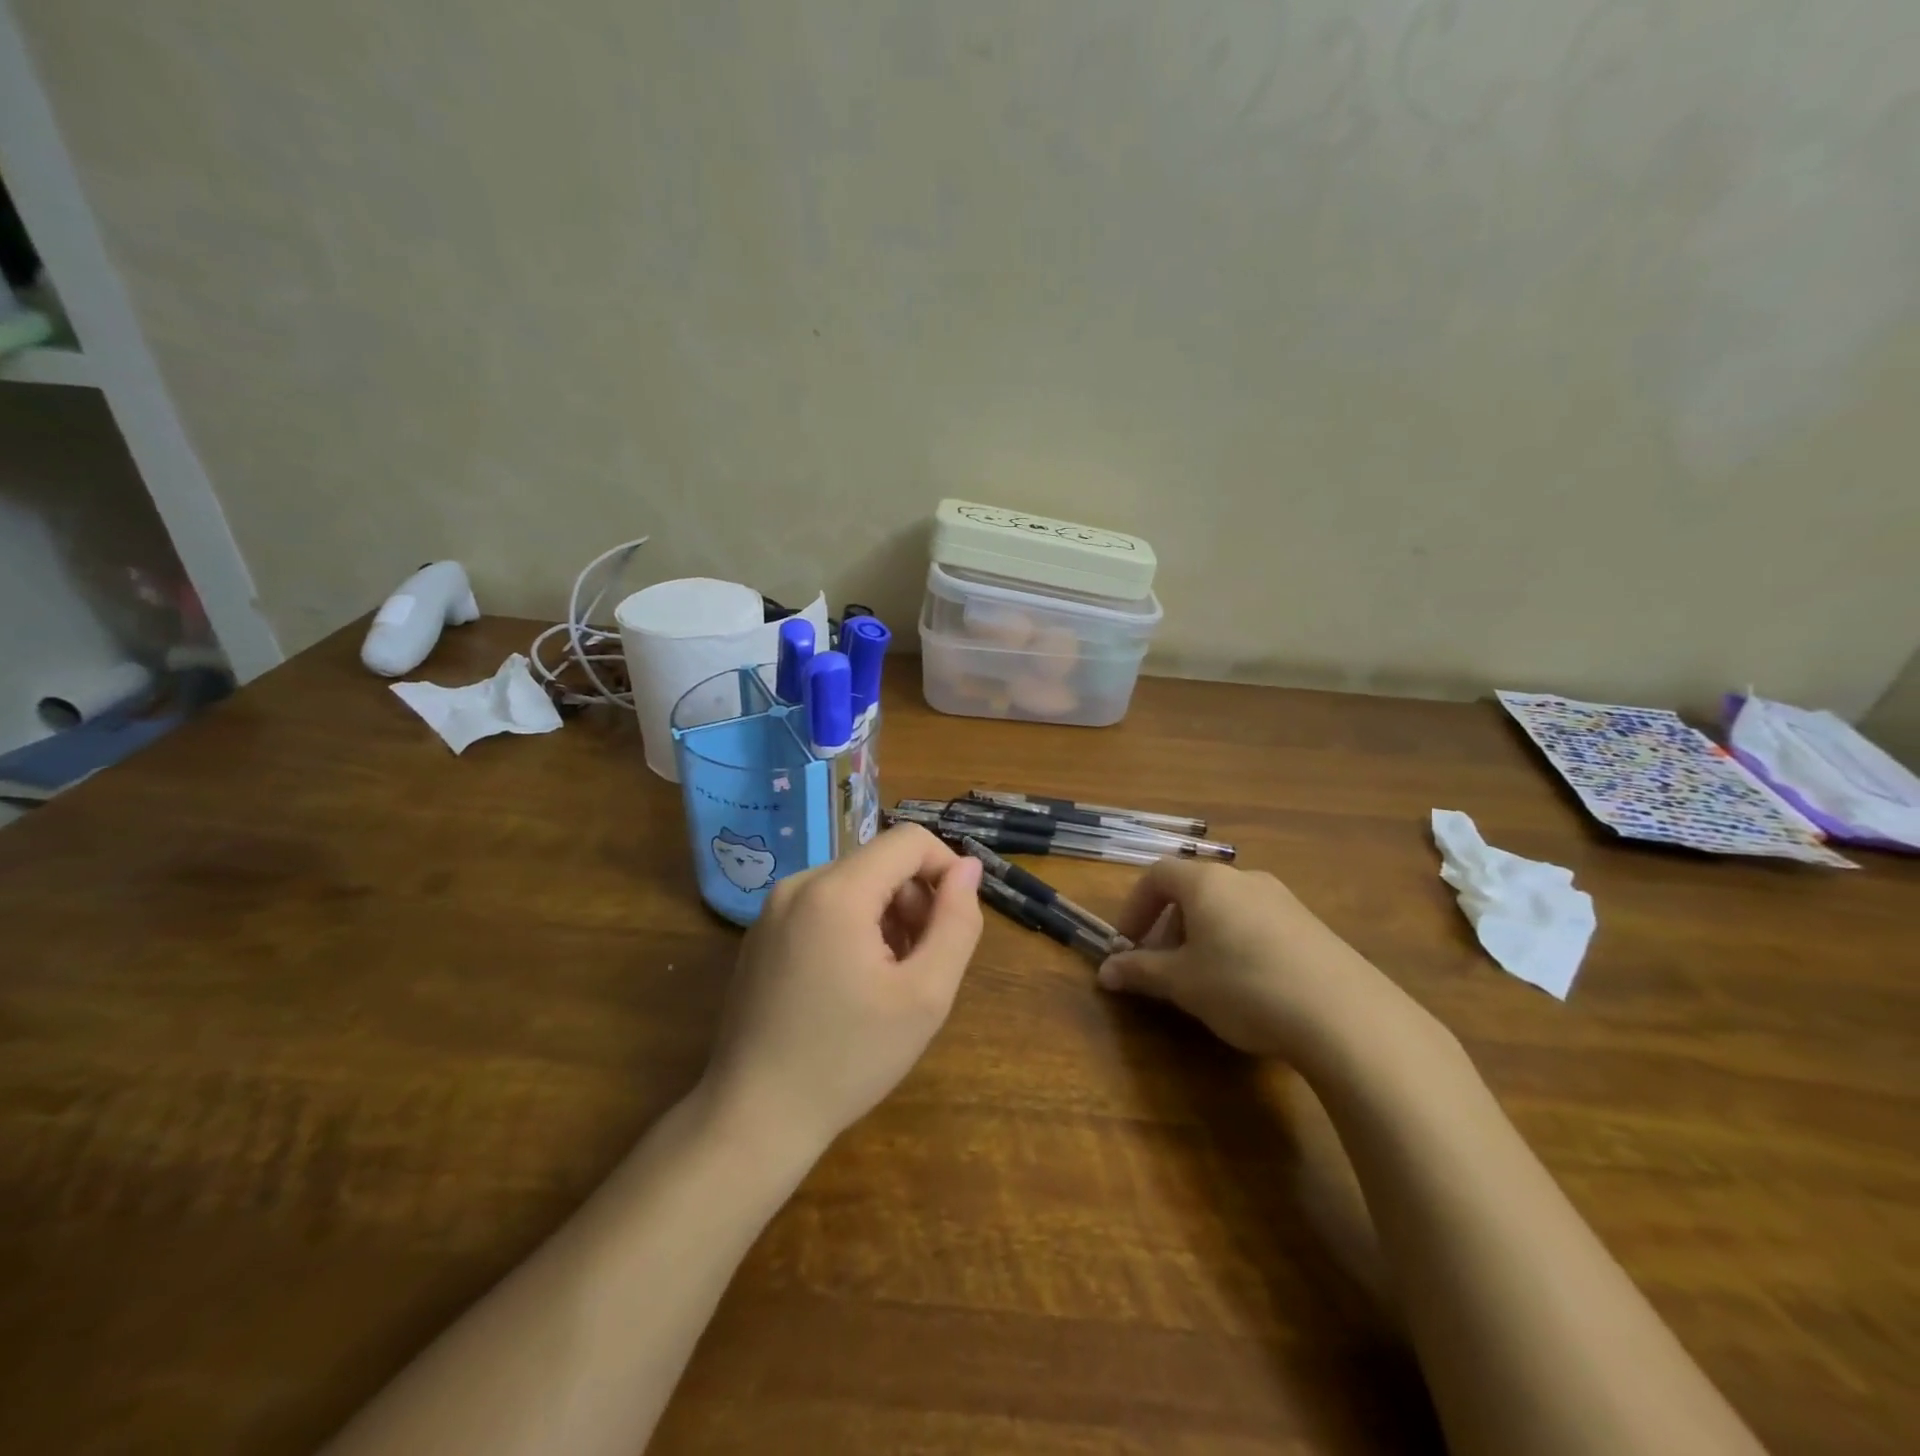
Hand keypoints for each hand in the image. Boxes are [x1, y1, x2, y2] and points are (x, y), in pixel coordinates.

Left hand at [702, 825, 984, 1157]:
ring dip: (887, 917)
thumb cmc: (848, 1059)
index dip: (946, 870)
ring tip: (889, 980)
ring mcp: (773, 909)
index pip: (909, 840)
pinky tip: (853, 984)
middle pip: (880, 863)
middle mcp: (799, 885)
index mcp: (836, 891)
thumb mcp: (924, 995)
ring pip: (854, 885)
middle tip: (923, 964)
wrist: (754, 1118)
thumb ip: (956, 923)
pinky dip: (853, 928)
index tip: (955, 922)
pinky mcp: (762, 934)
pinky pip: (824, 907)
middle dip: (915, 901)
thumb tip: (967, 869)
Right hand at [1097, 861, 1401, 1059]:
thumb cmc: (1243, 986)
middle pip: (1192, 890)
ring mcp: (1283, 900)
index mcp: (1207, 882)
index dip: (1135, 907)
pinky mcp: (1312, 926)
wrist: (1345, 1015)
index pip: (1157, 875)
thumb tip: (1105, 971)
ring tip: (1203, 980)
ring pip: (1227, 908)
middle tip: (1162, 966)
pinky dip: (1237, 944)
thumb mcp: (1182, 983)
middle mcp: (1244, 879)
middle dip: (1168, 925)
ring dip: (1203, 936)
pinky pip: (1258, 924)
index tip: (1127, 943)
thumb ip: (1140, 971)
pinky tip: (1248, 987)